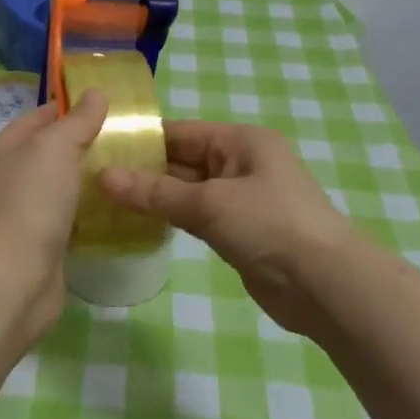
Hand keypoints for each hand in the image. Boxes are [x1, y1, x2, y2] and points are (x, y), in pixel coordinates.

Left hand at [0, 89, 108, 341]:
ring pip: (59, 189)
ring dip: (86, 182)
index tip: (107, 106)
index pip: (38, 118)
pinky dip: (86, 215)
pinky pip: (66, 221)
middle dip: (83, 146)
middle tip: (127, 140)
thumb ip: (77, 121)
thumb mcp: (55, 148)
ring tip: (127, 172)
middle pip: (49, 154)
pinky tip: (114, 212)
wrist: (12, 280)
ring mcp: (21, 216)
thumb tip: (95, 92)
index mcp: (1, 150)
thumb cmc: (29, 203)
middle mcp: (6, 180)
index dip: (69, 108)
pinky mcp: (38, 247)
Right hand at [100, 122, 356, 339]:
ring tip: (106, 201)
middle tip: (93, 179)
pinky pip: (196, 216)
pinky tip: (138, 223)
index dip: (141, 140)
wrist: (326, 286)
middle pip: (182, 161)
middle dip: (142, 171)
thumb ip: (155, 192)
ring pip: (187, 191)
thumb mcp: (210, 204)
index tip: (98, 150)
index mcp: (241, 141)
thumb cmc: (271, 226)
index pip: (180, 132)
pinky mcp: (238, 230)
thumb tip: (103, 178)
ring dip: (154, 197)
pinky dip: (171, 218)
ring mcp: (241, 198)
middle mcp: (241, 162)